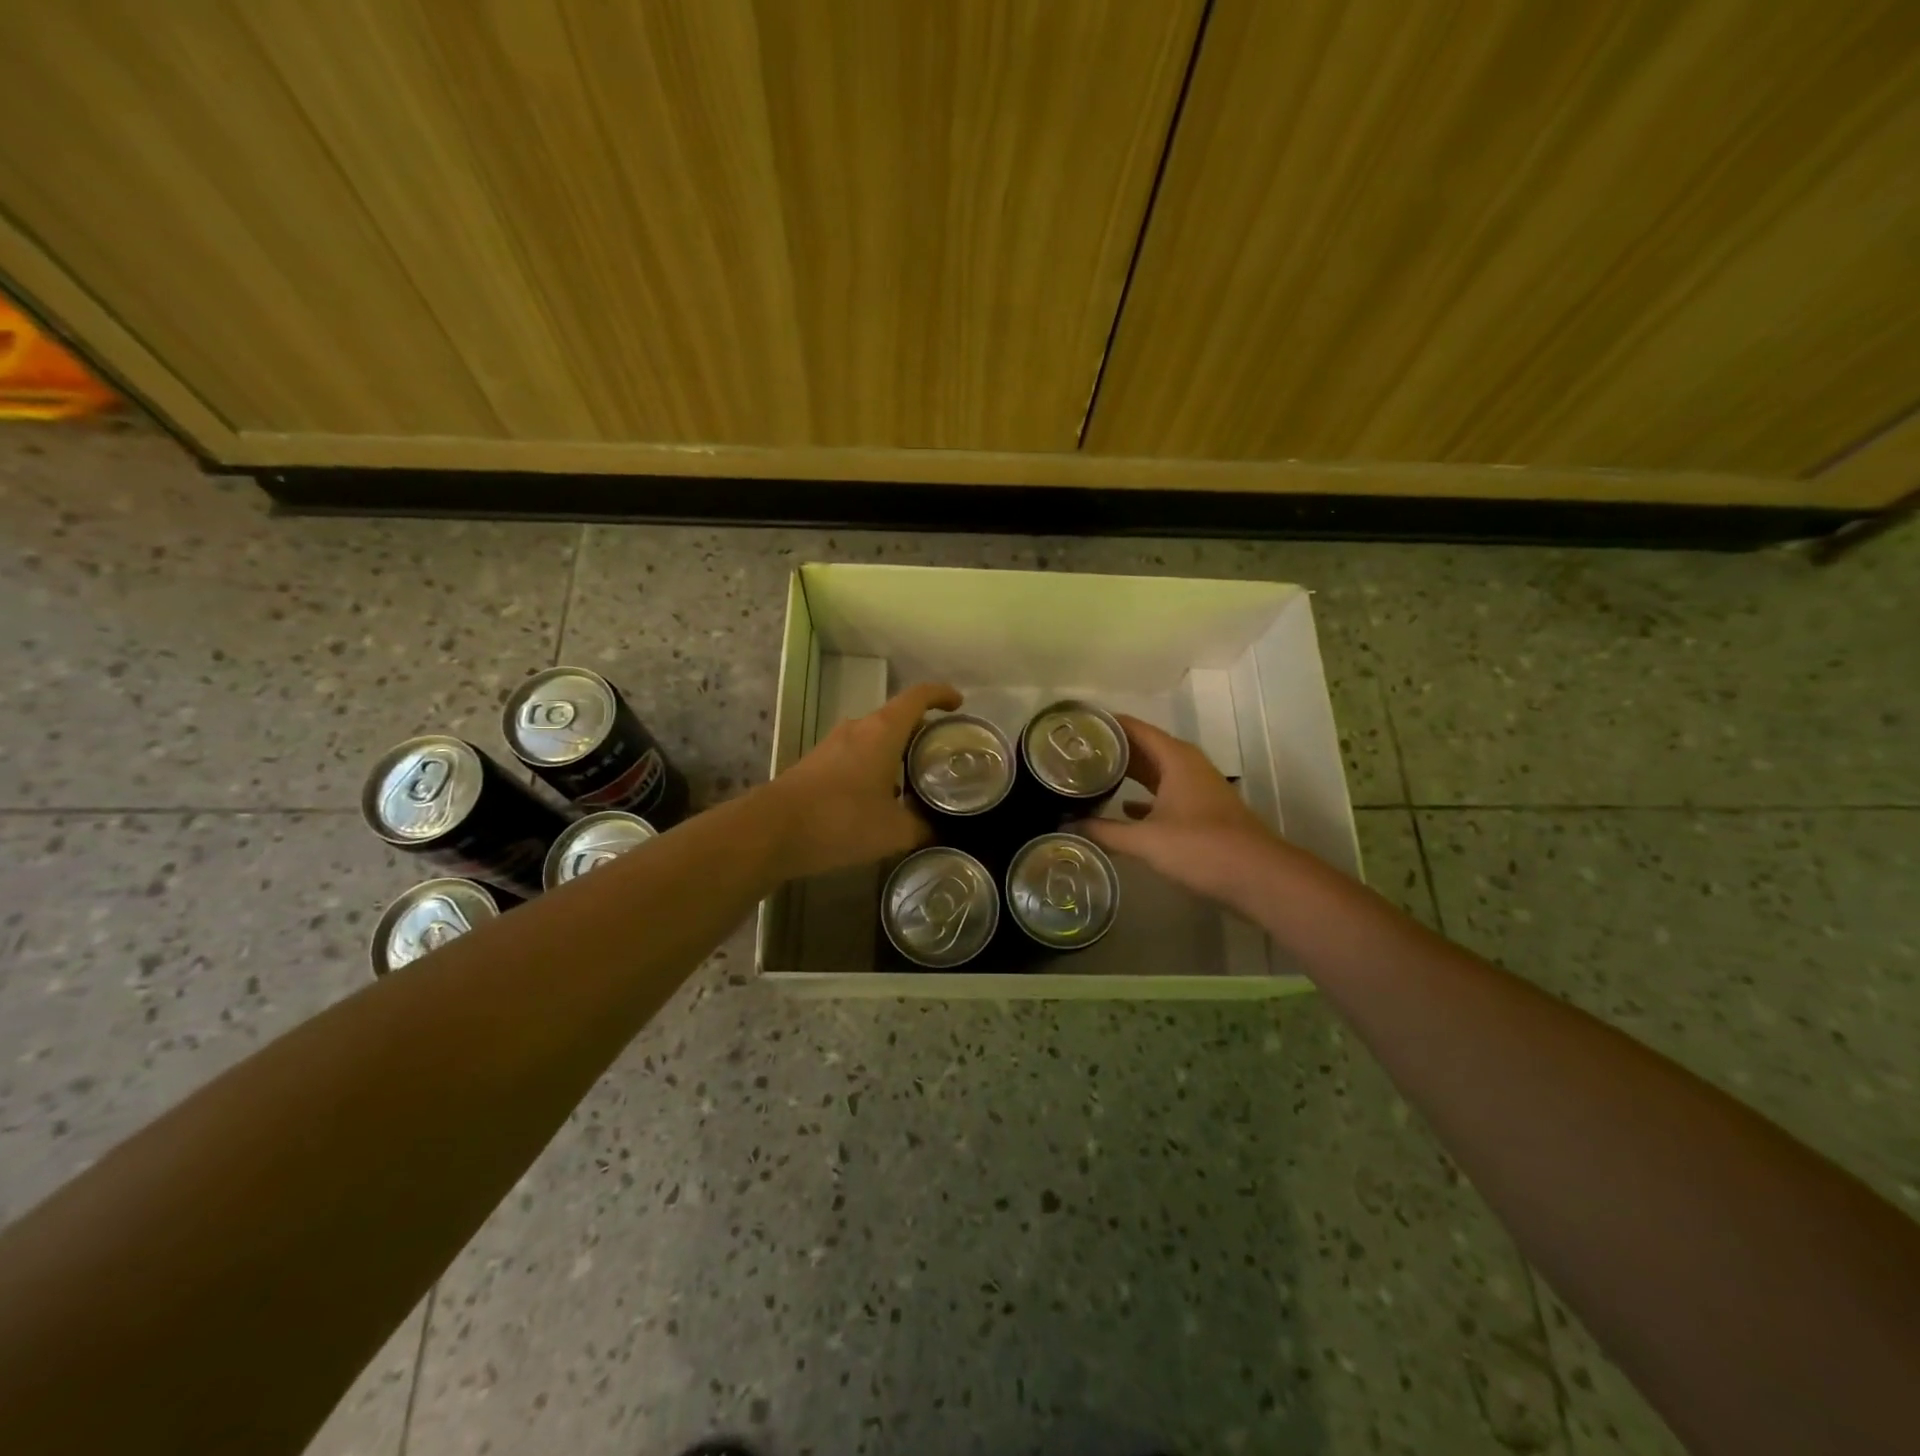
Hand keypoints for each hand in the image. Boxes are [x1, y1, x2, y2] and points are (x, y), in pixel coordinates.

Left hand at [759, 681, 961, 879]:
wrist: (772, 830)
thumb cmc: (841, 821)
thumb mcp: (893, 831)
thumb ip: (921, 828)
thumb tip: (935, 830)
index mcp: (883, 731)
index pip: (919, 696)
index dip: (941, 694)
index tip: (958, 704)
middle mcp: (858, 728)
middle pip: (897, 717)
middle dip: (921, 731)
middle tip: (941, 754)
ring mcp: (833, 744)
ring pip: (874, 737)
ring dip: (896, 751)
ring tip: (915, 780)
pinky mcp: (816, 762)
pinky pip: (855, 754)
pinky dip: (874, 766)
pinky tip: (879, 798)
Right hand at [1079, 714, 1293, 913]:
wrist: (1258, 877)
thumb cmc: (1201, 848)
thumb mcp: (1146, 840)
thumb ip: (1106, 831)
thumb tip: (1070, 826)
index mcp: (1175, 758)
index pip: (1134, 728)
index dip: (1106, 724)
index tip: (1076, 724)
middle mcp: (1186, 765)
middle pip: (1143, 747)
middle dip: (1112, 749)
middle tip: (1074, 752)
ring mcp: (1197, 788)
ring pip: (1155, 771)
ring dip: (1128, 773)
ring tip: (1091, 775)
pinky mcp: (1201, 811)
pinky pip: (1165, 792)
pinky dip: (1144, 797)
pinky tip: (1123, 808)